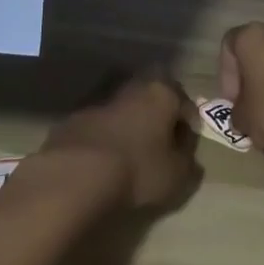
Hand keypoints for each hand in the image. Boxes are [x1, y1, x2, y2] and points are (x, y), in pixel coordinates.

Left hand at [36, 74, 198, 211]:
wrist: (76, 175)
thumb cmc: (138, 170)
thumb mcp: (177, 175)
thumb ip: (188, 162)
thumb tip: (186, 156)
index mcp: (162, 94)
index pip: (184, 103)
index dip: (189, 124)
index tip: (187, 144)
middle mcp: (132, 89)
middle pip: (152, 99)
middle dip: (158, 118)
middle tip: (161, 143)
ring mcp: (100, 102)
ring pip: (124, 111)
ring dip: (130, 127)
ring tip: (130, 154)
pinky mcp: (74, 120)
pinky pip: (99, 127)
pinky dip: (105, 139)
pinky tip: (103, 162)